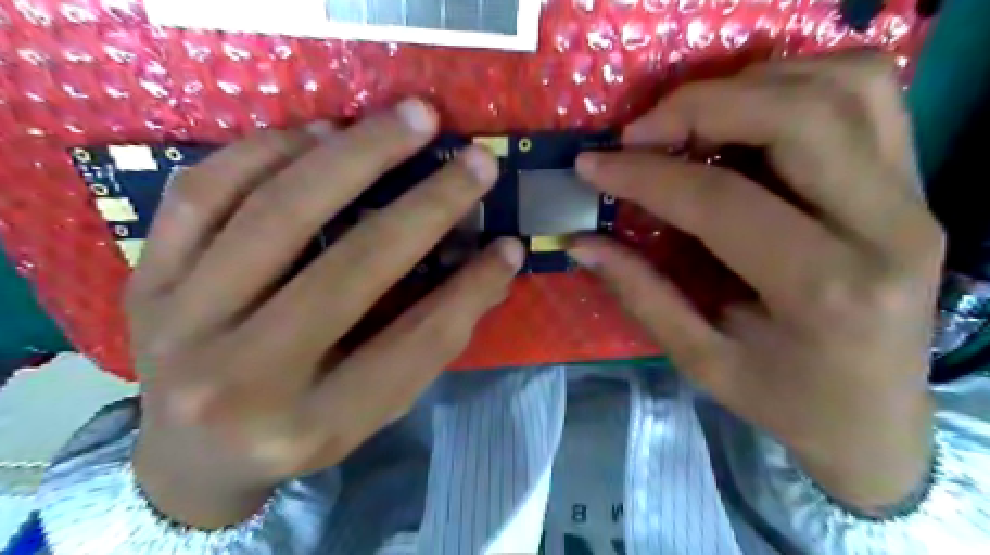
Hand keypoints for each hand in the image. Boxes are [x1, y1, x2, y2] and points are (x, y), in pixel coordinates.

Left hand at [128, 100, 524, 527]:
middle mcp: (241, 381)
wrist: (189, 454)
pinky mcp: (145, 280)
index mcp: (310, 426)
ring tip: (406, 120)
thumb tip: (492, 266)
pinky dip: (268, 150)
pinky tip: (319, 132)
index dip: (472, 290)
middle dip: (427, 205)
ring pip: (276, 214)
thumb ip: (430, 340)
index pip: (414, 343)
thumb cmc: (299, 431)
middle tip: (474, 160)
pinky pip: (203, 194)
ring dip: (354, 155)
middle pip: (349, 269)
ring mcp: (181, 323)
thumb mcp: (372, 409)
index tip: (509, 245)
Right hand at [570, 54, 938, 512]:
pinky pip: (866, 94)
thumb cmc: (785, 401)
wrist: (877, 419)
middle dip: (700, 106)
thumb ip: (640, 293)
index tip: (593, 165)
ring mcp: (914, 197)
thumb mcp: (701, 360)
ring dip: (751, 85)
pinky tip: (746, 114)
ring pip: (844, 85)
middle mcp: (887, 230)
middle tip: (639, 132)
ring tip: (689, 119)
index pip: (722, 201)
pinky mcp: (914, 183)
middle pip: (798, 117)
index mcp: (826, 292)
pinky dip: (797, 82)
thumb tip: (581, 242)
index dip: (646, 175)